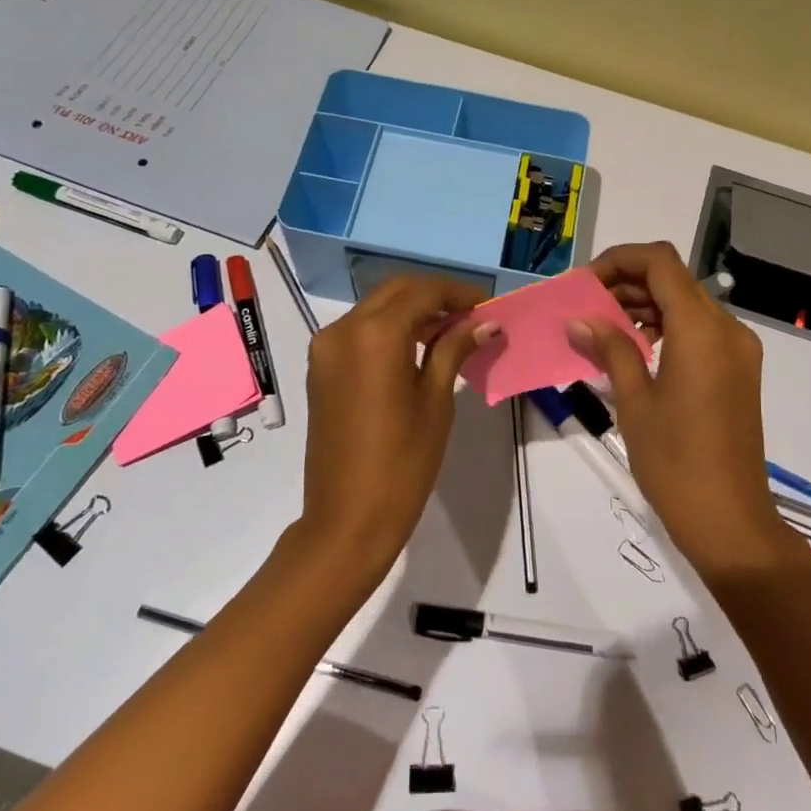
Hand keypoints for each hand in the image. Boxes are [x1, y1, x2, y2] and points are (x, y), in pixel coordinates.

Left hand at [299, 274, 497, 581]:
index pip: (423, 292)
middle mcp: (343, 329)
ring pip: (375, 309)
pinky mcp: (321, 368)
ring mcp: (326, 349)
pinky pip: (359, 332)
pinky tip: (418, 347)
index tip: (488, 306)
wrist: (347, 519)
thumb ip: (455, 349)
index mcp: (375, 334)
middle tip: (472, 315)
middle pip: (396, 292)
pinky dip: (390, 329)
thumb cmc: (403, 462)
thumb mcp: (436, 401)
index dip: (459, 294)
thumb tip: (486, 322)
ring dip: (413, 311)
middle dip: (435, 296)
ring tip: (452, 330)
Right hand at [570, 242, 795, 576]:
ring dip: (646, 305)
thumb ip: (610, 349)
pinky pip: (699, 331)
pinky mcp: (739, 371)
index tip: (586, 283)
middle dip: (628, 283)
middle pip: (674, 280)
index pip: (660, 262)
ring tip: (603, 328)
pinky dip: (666, 328)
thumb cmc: (675, 461)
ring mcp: (738, 350)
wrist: (730, 520)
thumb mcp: (634, 401)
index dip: (620, 260)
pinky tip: (635, 350)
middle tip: (586, 308)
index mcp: (701, 329)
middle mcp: (727, 328)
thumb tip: (579, 320)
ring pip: (687, 304)